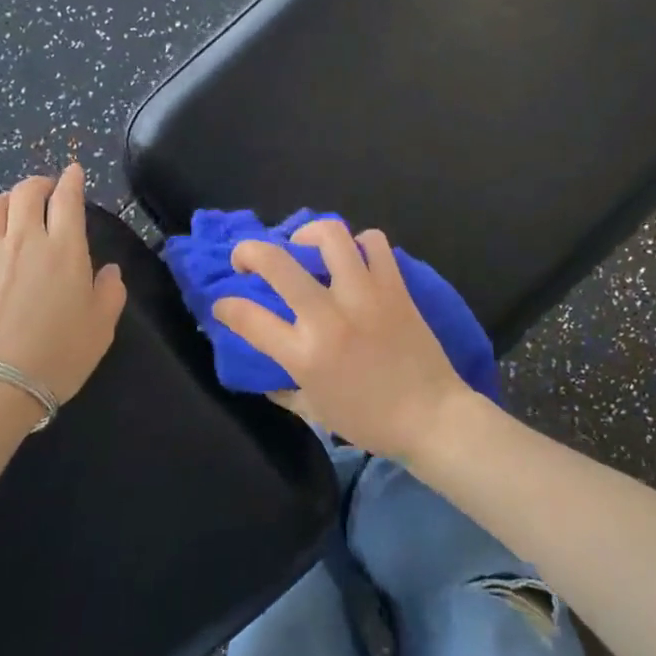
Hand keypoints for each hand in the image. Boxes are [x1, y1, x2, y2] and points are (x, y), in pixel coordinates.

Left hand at [0, 164, 126, 411]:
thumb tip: (108, 270)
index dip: (71, 181)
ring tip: (7, 205)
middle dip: (37, 184)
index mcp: (64, 249)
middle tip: (43, 188)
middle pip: (26, 194)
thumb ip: (110, 293)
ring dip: (2, 200)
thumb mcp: (101, 329)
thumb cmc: (56, 358)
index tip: (73, 172)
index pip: (68, 200)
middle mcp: (22, 240)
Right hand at [211, 218, 472, 460]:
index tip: (223, 304)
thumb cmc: (370, 421)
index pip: (247, 317)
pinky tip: (353, 258)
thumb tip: (265, 373)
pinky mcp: (395, 287)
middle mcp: (329, 317)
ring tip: (304, 245)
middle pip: (277, 262)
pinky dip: (359, 243)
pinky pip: (374, 243)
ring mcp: (364, 297)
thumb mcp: (314, 411)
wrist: (432, 417)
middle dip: (249, 251)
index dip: (225, 305)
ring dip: (307, 234)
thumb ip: (283, 388)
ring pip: (330, 236)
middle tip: (247, 258)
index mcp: (304, 355)